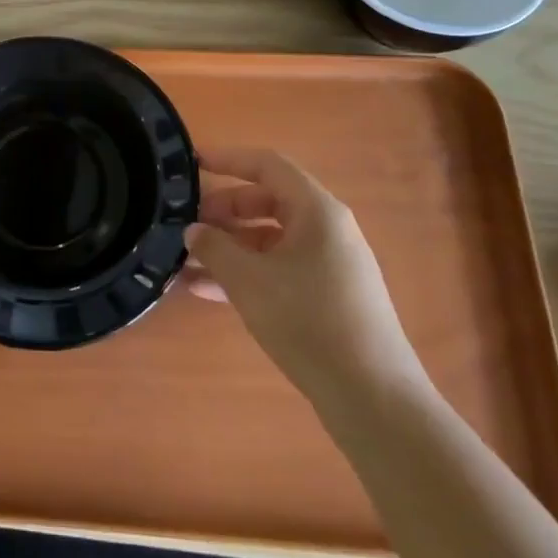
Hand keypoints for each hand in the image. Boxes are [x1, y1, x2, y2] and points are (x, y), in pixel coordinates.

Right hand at [187, 147, 423, 410]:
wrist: (372, 398)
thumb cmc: (309, 321)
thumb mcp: (249, 281)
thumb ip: (214, 248)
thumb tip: (193, 231)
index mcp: (316, 210)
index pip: (267, 165)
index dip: (228, 159)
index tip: (191, 164)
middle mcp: (326, 229)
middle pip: (266, 202)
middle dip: (223, 211)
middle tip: (186, 224)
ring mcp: (328, 264)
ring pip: (268, 240)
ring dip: (228, 247)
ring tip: (184, 261)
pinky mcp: (327, 296)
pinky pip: (278, 269)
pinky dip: (245, 274)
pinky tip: (206, 292)